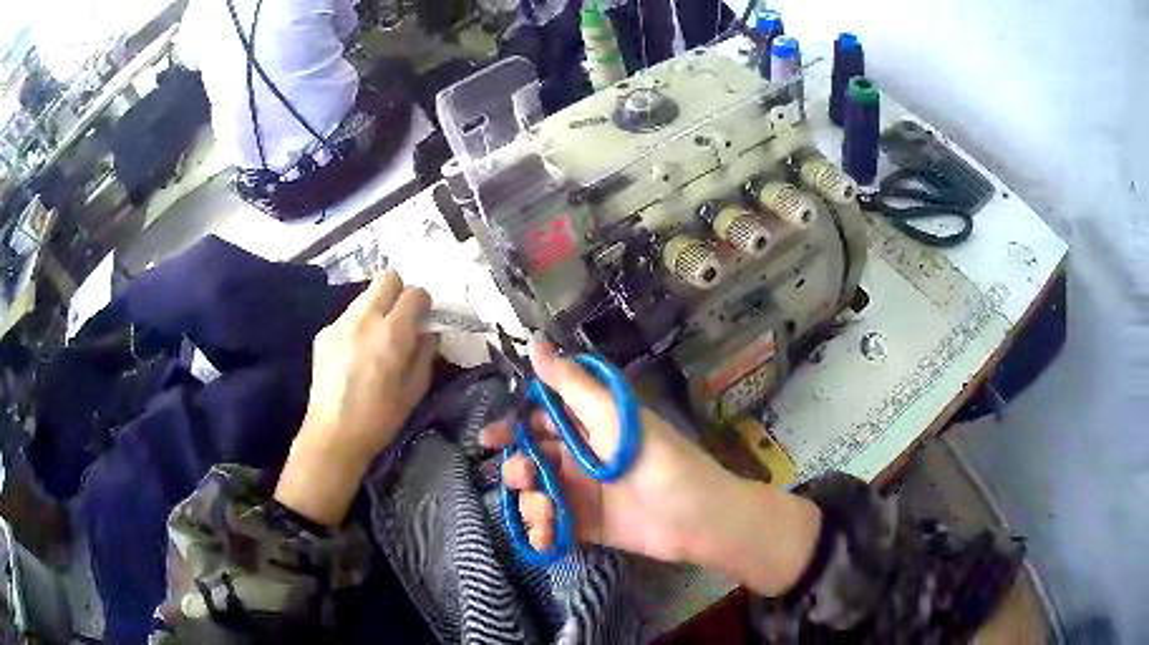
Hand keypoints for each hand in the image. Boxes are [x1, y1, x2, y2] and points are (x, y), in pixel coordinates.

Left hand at [275, 271, 437, 525]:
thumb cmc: (380, 418)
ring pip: (364, 295)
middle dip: (399, 291)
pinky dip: (358, 324)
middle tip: (402, 317)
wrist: (333, 435)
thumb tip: (429, 332)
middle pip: (386, 278)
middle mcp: (364, 319)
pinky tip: (356, 352)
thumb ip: (425, 354)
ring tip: (378, 336)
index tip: (425, 317)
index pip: (414, 293)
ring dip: (377, 307)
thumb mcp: (414, 390)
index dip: (423, 302)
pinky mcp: (323, 333)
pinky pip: (347, 316)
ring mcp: (339, 323)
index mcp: (391, 334)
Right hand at [483, 341, 822, 594]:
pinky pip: (551, 525)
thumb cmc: (657, 460)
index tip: (487, 438)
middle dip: (518, 468)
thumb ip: (571, 384)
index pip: (540, 419)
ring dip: (531, 504)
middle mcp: (580, 456)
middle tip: (523, 478)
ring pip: (537, 493)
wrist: (694, 517)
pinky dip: (542, 530)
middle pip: (532, 458)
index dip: (512, 425)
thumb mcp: (613, 416)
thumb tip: (534, 342)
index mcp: (588, 425)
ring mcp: (581, 493)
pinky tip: (545, 537)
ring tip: (546, 513)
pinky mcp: (585, 525)